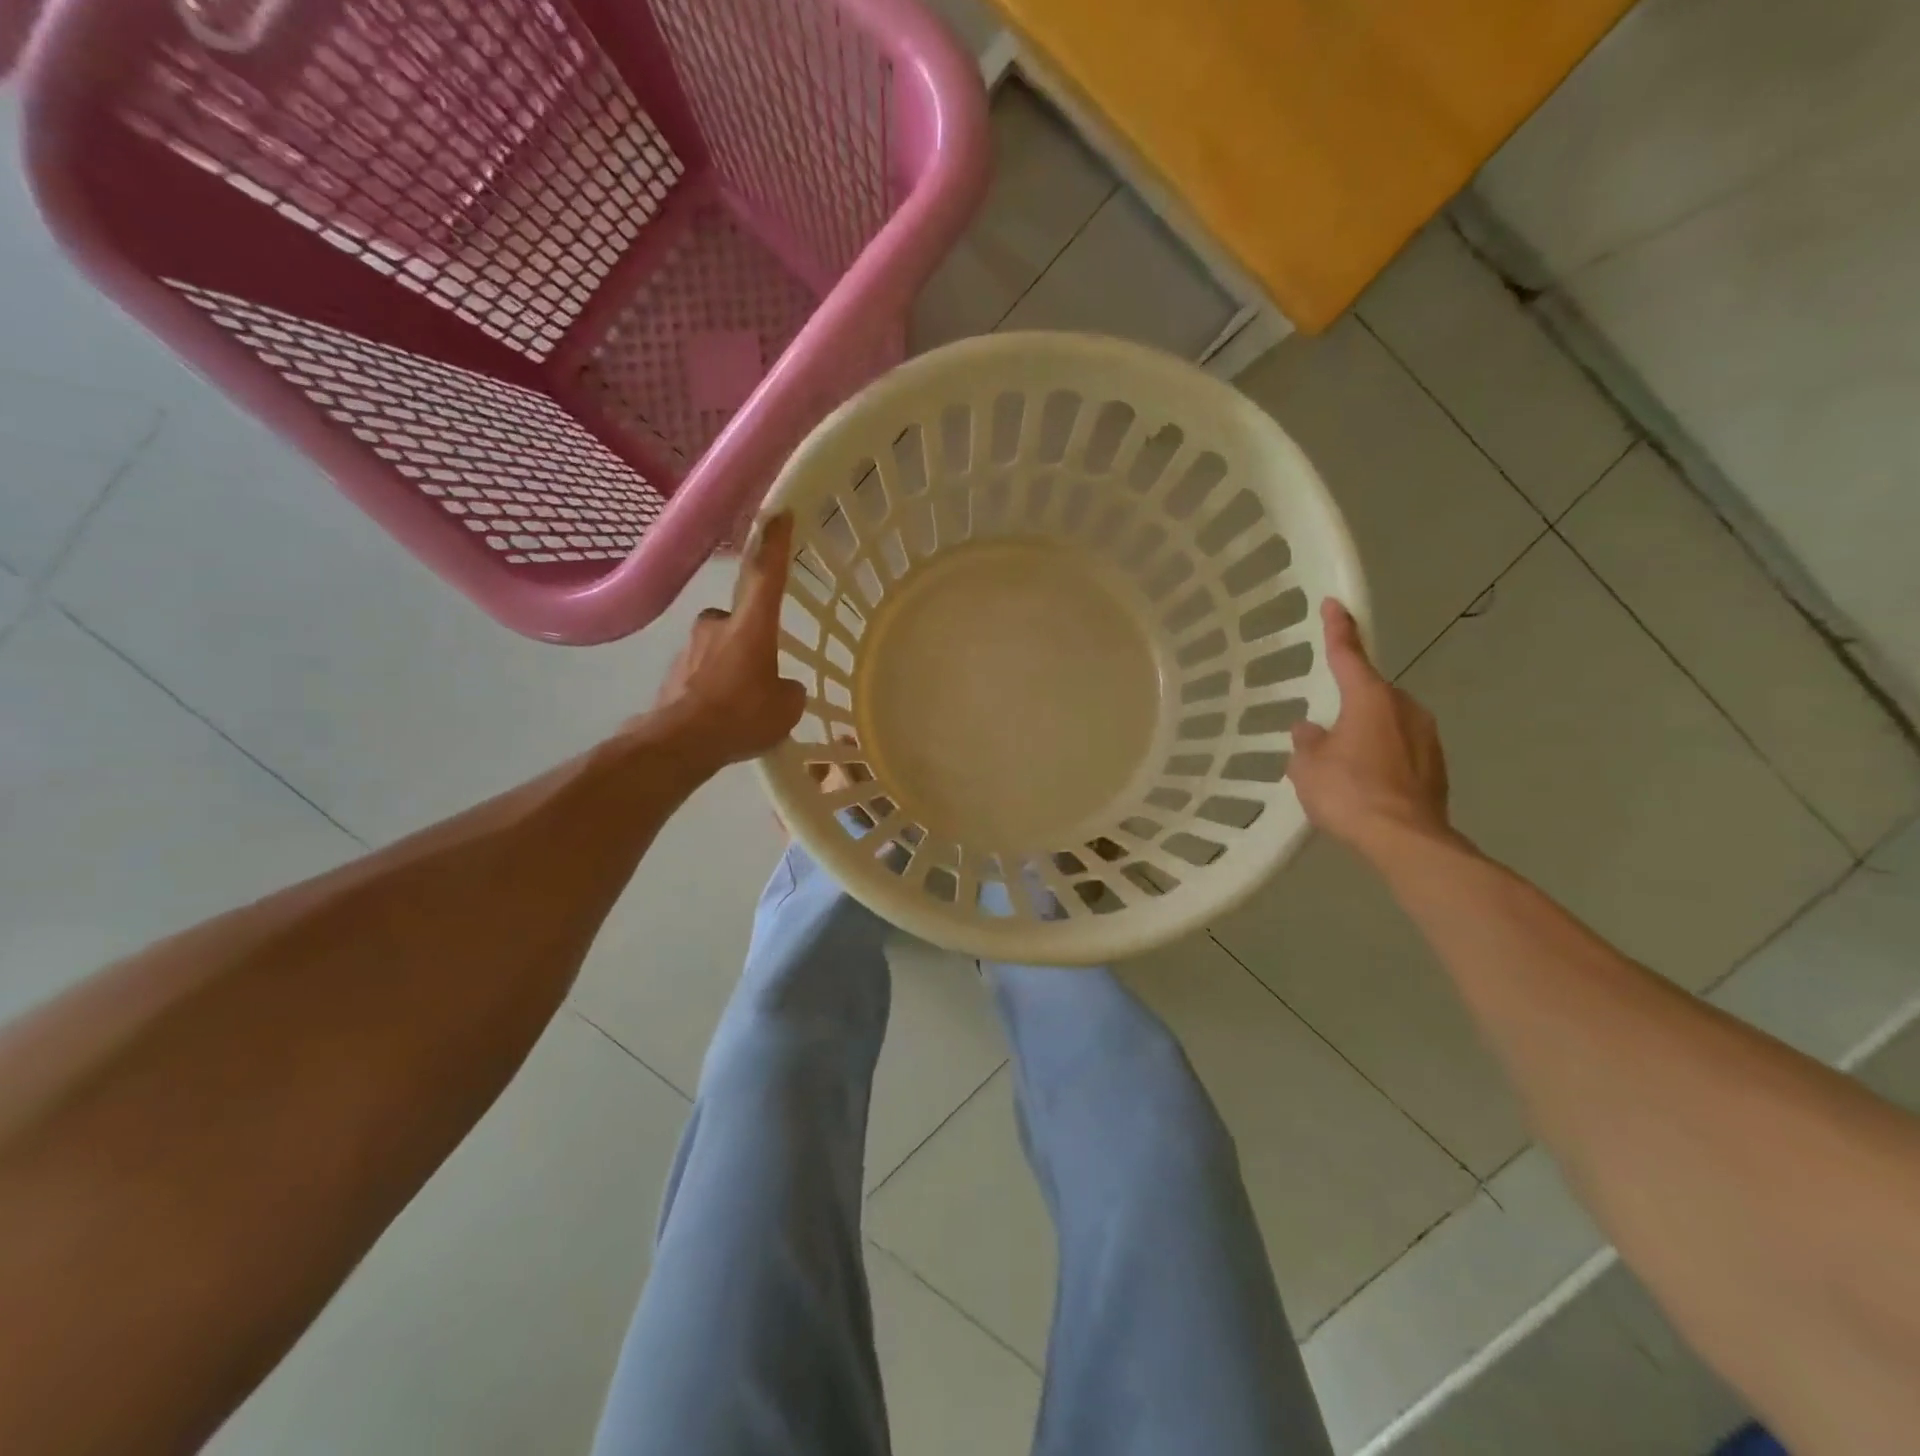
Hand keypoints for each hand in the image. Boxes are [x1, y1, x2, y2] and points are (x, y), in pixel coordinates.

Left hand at [649, 512, 806, 766]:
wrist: (679, 743)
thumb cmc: (741, 716)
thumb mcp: (786, 709)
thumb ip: (789, 690)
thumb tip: (782, 688)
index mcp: (752, 626)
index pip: (766, 574)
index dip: (774, 544)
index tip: (779, 514)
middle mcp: (718, 625)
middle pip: (741, 617)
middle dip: (752, 635)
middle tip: (763, 667)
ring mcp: (691, 647)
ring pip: (720, 646)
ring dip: (732, 664)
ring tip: (743, 702)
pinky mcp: (674, 671)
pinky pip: (703, 671)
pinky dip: (714, 685)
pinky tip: (722, 714)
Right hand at [1288, 599, 1452, 858]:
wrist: (1406, 841)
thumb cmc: (1350, 793)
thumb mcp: (1308, 766)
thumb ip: (1307, 742)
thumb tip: (1311, 730)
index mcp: (1370, 698)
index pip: (1348, 654)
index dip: (1338, 628)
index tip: (1334, 604)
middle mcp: (1404, 708)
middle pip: (1370, 693)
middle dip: (1349, 703)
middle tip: (1324, 728)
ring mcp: (1426, 737)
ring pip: (1387, 723)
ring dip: (1366, 733)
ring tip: (1343, 763)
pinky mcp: (1436, 766)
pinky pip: (1400, 749)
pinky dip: (1381, 757)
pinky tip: (1365, 783)